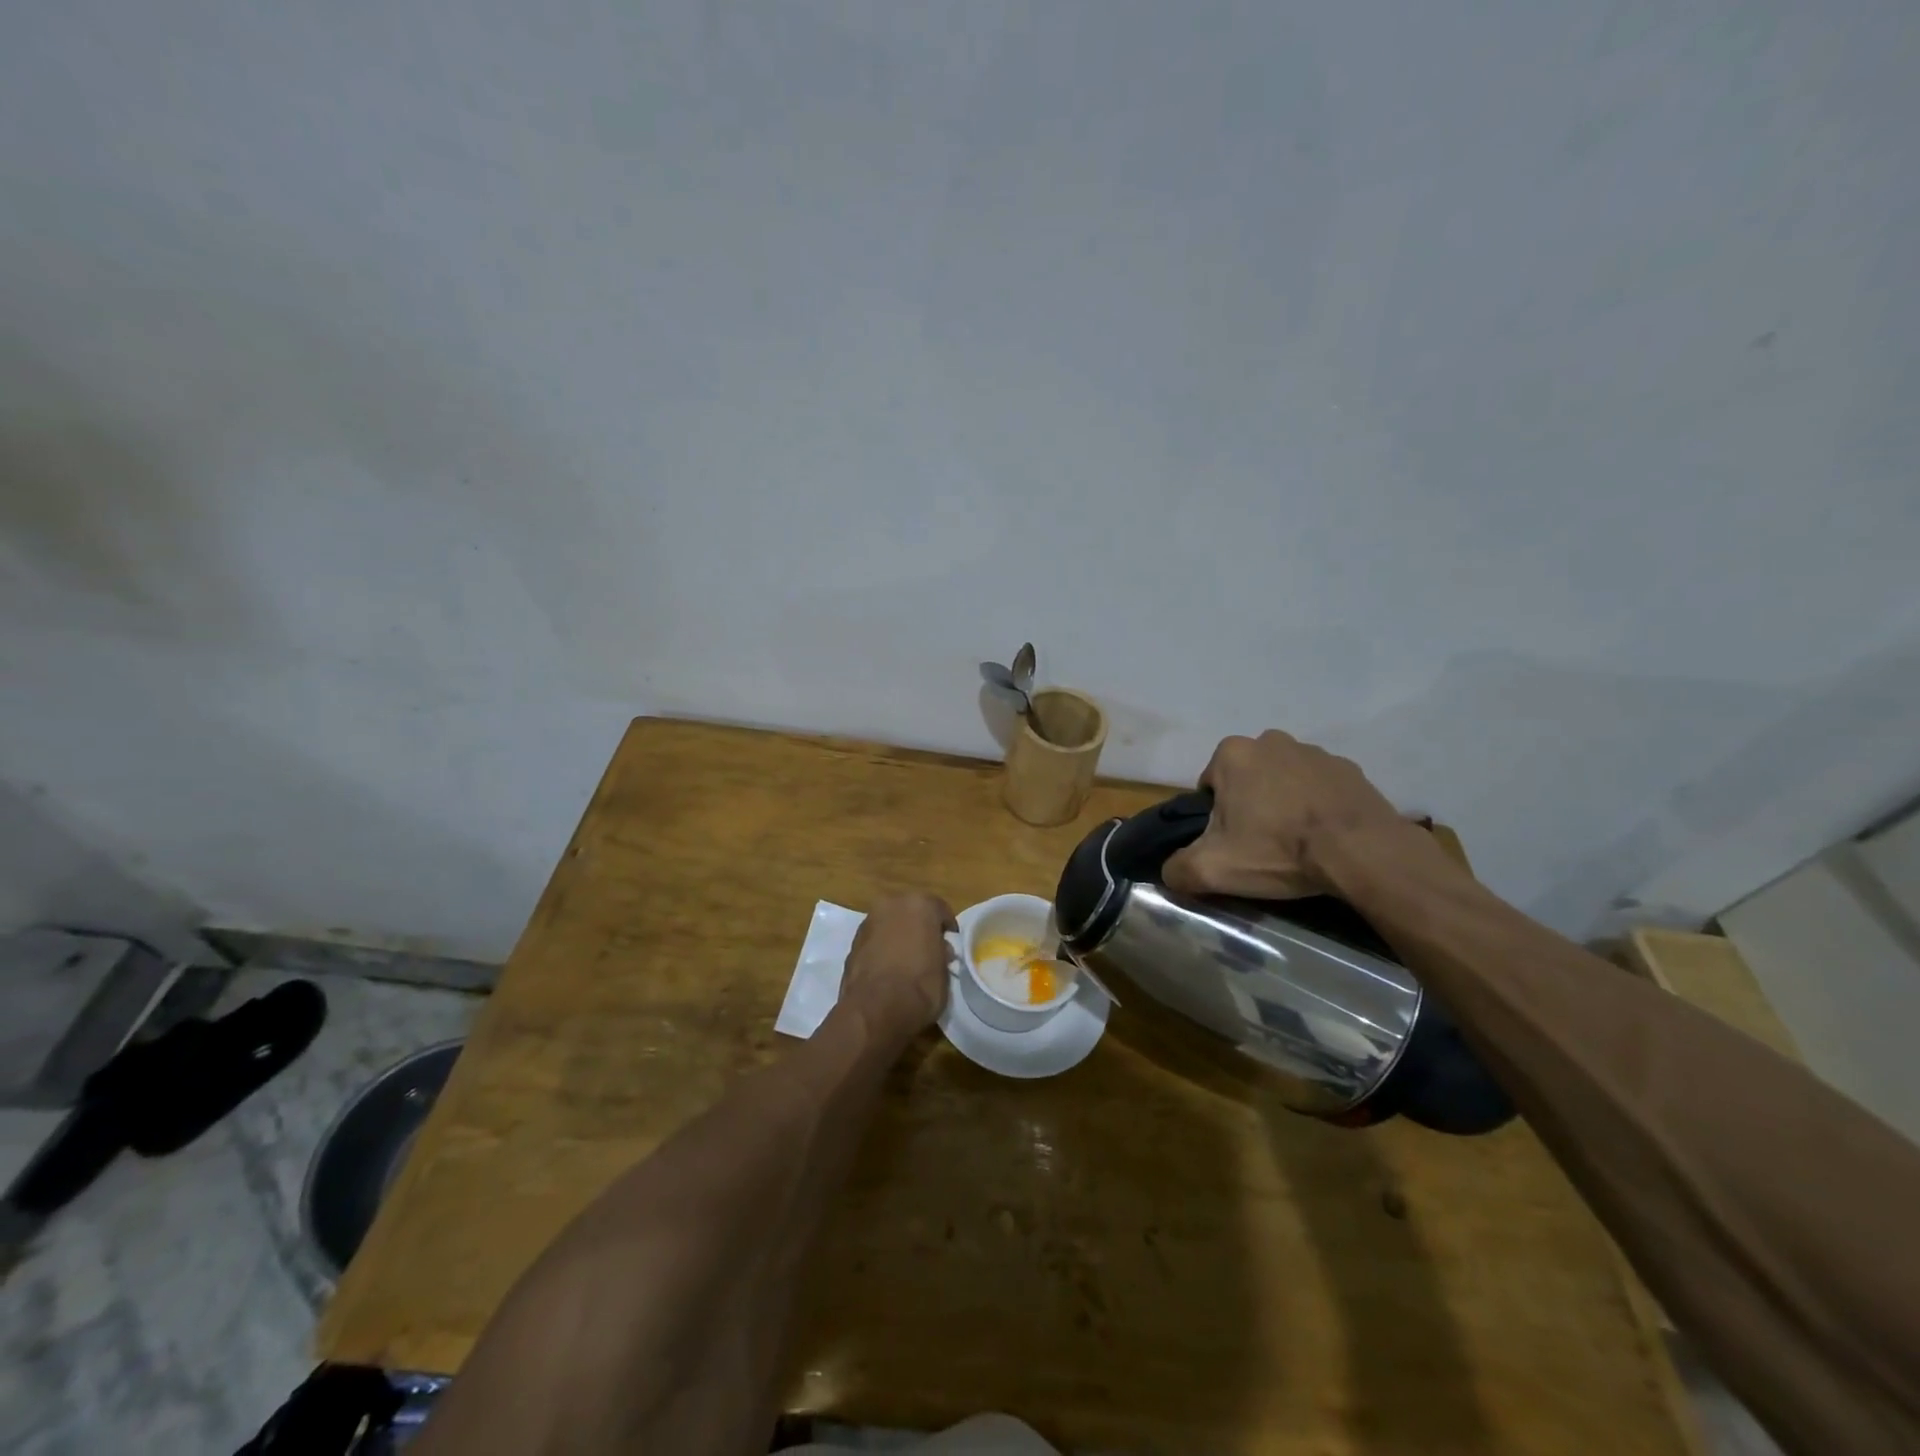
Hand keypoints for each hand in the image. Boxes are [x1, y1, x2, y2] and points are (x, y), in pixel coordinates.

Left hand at [842, 892, 956, 1037]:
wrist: (875, 1010)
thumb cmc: (920, 987)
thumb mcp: (944, 971)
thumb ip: (941, 953)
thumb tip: (939, 950)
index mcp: (920, 904)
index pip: (940, 910)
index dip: (947, 930)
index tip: (950, 946)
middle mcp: (892, 904)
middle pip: (911, 912)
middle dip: (919, 928)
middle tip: (928, 951)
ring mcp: (868, 922)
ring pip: (890, 924)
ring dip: (898, 937)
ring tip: (906, 963)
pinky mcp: (852, 943)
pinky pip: (875, 941)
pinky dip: (882, 949)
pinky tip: (887, 970)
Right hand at [1162, 731, 1415, 899]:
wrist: (1361, 852)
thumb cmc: (1278, 850)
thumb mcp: (1213, 869)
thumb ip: (1177, 869)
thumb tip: (1169, 872)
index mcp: (1232, 754)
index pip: (1209, 786)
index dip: (1216, 819)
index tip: (1232, 844)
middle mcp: (1270, 741)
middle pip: (1246, 780)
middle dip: (1249, 806)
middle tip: (1261, 845)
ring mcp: (1314, 752)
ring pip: (1284, 781)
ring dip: (1284, 804)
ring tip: (1296, 843)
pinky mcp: (1350, 769)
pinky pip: (1321, 788)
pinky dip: (1318, 807)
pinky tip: (1325, 836)